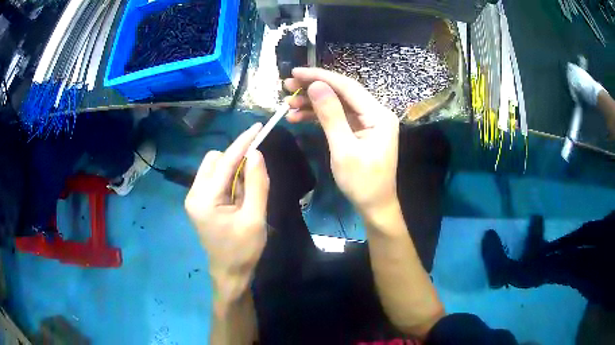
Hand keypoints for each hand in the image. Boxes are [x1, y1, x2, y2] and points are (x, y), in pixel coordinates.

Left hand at [185, 123, 268, 306]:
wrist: (230, 273)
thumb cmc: (244, 250)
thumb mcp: (255, 218)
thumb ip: (257, 184)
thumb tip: (256, 153)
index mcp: (205, 199)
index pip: (225, 162)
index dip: (243, 143)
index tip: (258, 127)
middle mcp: (194, 194)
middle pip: (213, 160)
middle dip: (235, 159)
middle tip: (254, 174)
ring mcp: (194, 198)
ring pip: (212, 167)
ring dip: (232, 170)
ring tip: (245, 194)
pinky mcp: (198, 202)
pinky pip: (213, 179)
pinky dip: (227, 179)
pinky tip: (238, 196)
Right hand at [284, 68, 399, 216]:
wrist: (374, 206)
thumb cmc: (362, 182)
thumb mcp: (344, 150)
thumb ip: (331, 115)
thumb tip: (316, 86)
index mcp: (378, 115)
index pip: (347, 87)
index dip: (320, 77)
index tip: (295, 72)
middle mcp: (375, 113)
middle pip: (341, 93)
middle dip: (313, 88)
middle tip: (287, 86)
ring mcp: (367, 122)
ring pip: (337, 104)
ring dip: (312, 103)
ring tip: (288, 104)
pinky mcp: (359, 130)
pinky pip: (337, 117)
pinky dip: (318, 117)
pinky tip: (298, 117)